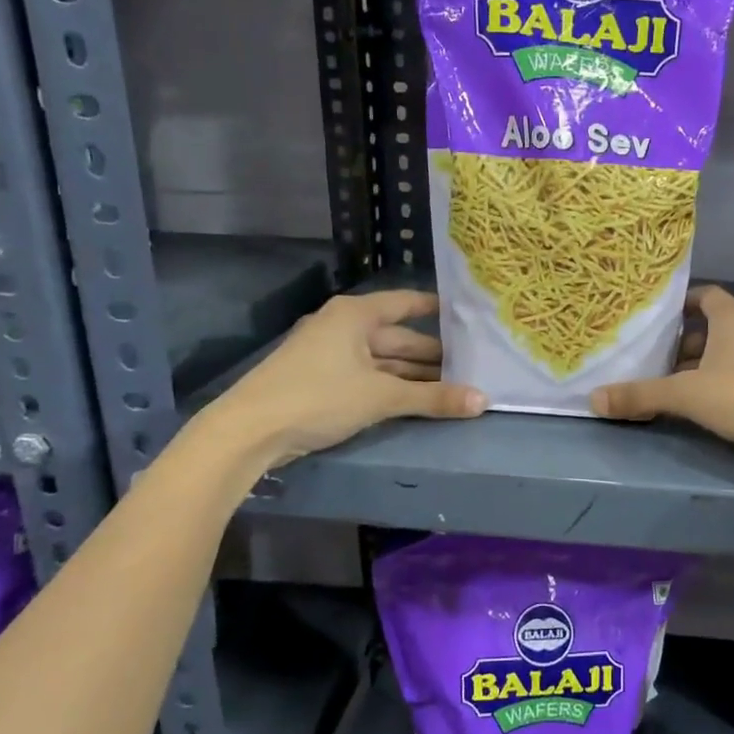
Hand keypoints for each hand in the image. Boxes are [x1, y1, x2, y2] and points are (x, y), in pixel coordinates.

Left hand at [199, 290, 483, 474]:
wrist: (249, 430)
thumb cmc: (319, 397)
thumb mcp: (381, 397)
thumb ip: (433, 398)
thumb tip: (483, 401)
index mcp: (355, 315)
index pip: (405, 303)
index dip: (436, 308)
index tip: (467, 314)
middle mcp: (343, 326)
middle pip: (397, 336)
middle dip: (432, 352)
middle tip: (472, 362)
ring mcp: (329, 354)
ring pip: (383, 359)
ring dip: (413, 373)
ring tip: (453, 383)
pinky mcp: (321, 380)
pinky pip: (368, 376)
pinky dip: (392, 385)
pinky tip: (416, 398)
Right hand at [590, 287, 733, 505]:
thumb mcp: (686, 394)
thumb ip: (640, 395)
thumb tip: (593, 398)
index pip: (706, 295)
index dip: (681, 302)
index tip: (655, 317)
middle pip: (712, 328)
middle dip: (683, 342)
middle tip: (650, 357)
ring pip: (726, 357)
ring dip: (700, 368)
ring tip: (667, 385)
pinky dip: (718, 388)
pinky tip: (698, 408)